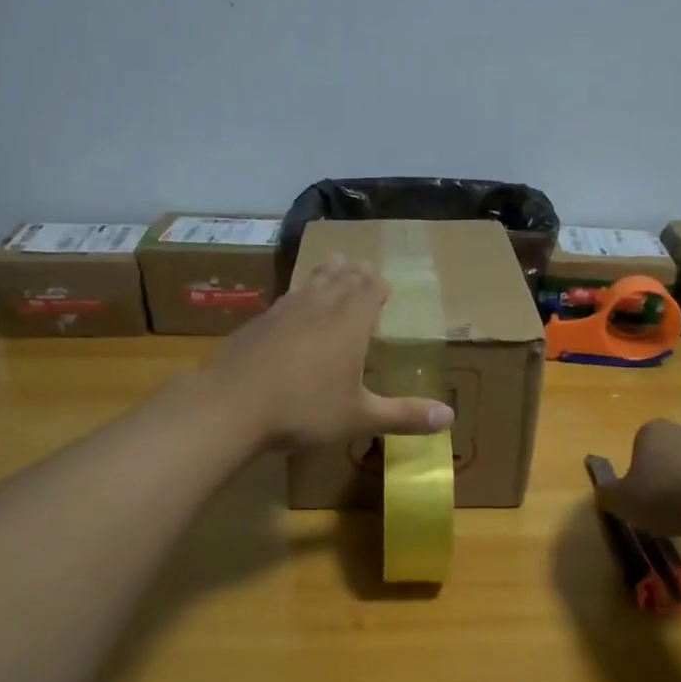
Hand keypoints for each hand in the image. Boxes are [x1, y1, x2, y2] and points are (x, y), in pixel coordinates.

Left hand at [207, 254, 454, 451]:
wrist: (230, 405)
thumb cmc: (304, 409)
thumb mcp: (359, 416)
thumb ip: (404, 415)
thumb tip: (450, 417)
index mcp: (350, 321)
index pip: (370, 289)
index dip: (379, 285)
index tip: (384, 285)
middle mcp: (319, 305)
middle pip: (341, 278)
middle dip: (355, 273)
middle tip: (362, 269)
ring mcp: (284, 310)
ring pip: (312, 281)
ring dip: (326, 273)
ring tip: (333, 264)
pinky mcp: (257, 322)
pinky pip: (286, 297)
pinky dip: (298, 294)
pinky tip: (291, 305)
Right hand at [596, 419, 680, 541]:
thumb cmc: (667, 497)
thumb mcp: (622, 502)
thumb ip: (609, 494)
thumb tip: (606, 492)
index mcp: (653, 431)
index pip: (639, 447)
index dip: (638, 475)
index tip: (642, 499)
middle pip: (672, 455)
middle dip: (669, 478)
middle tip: (667, 510)